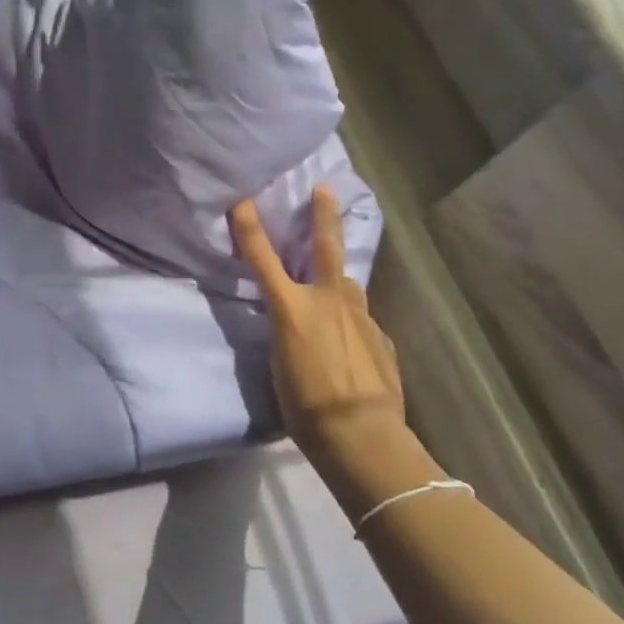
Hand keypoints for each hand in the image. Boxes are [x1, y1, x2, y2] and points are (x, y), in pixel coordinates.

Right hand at [229, 186, 404, 456]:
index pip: (263, 260)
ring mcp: (360, 315)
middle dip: (323, 214)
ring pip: (347, 285)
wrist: (362, 434)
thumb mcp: (281, 366)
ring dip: (338, 281)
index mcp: (293, 310)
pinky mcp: (380, 335)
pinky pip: (360, 321)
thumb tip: (297, 323)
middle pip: (325, 247)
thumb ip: (288, 333)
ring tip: (333, 288)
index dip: (250, 227)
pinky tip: (351, 348)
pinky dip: (352, 325)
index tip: (242, 198)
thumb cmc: (306, 409)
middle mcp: (328, 301)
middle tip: (324, 189)